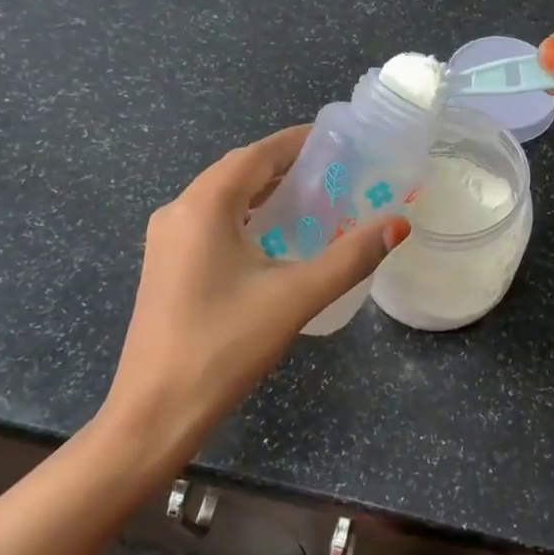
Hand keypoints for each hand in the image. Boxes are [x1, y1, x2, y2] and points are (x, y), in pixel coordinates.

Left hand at [100, 126, 406, 459]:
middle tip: (336, 173)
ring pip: (223, 199)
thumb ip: (351, 257)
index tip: (339, 142)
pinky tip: (276, 240)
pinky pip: (212, 224)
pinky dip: (247, 219)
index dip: (297, 142)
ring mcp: (166, 241)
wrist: (155, 412)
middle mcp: (178, 211)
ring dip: (266, 194)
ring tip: (315, 201)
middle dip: (285, 167)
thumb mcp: (296, 297)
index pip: (257, 154)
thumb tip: (398, 224)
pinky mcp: (166, 266)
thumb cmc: (224, 346)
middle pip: (238, 172)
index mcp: (204, 206)